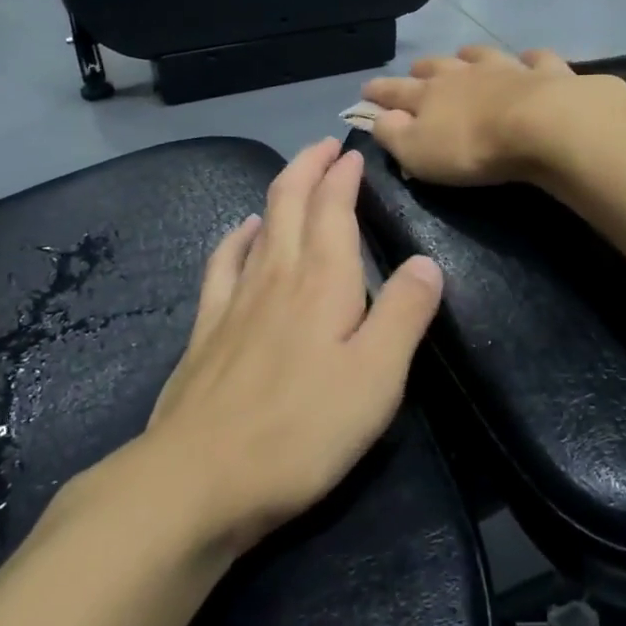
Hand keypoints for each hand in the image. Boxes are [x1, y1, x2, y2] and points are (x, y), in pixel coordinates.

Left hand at [145, 138, 443, 554]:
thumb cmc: (302, 430)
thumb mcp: (376, 378)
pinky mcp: (207, 329)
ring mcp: (235, 300)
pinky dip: (236, 238)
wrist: (199, 479)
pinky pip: (223, 264)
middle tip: (324, 147)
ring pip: (260, 225)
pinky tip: (241, 233)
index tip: (354, 153)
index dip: (343, 176)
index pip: (333, 208)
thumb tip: (427, 262)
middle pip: (290, 202)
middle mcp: (277, 276)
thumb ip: (404, 314)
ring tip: (293, 178)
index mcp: (323, 282)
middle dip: (308, 167)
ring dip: (279, 193)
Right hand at [360, 45, 625, 186]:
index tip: (365, 89)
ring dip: (469, 55)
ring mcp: (506, 69)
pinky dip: (529, 59)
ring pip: (481, 55)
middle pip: (437, 67)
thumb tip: (376, 118)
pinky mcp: (545, 74)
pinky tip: (529, 59)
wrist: (539, 126)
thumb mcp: (418, 152)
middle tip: (415, 71)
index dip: (379, 92)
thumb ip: (393, 134)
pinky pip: (535, 60)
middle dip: (422, 69)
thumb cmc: (472, 147)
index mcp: (430, 95)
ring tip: (464, 53)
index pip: (396, 91)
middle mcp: (464, 74)